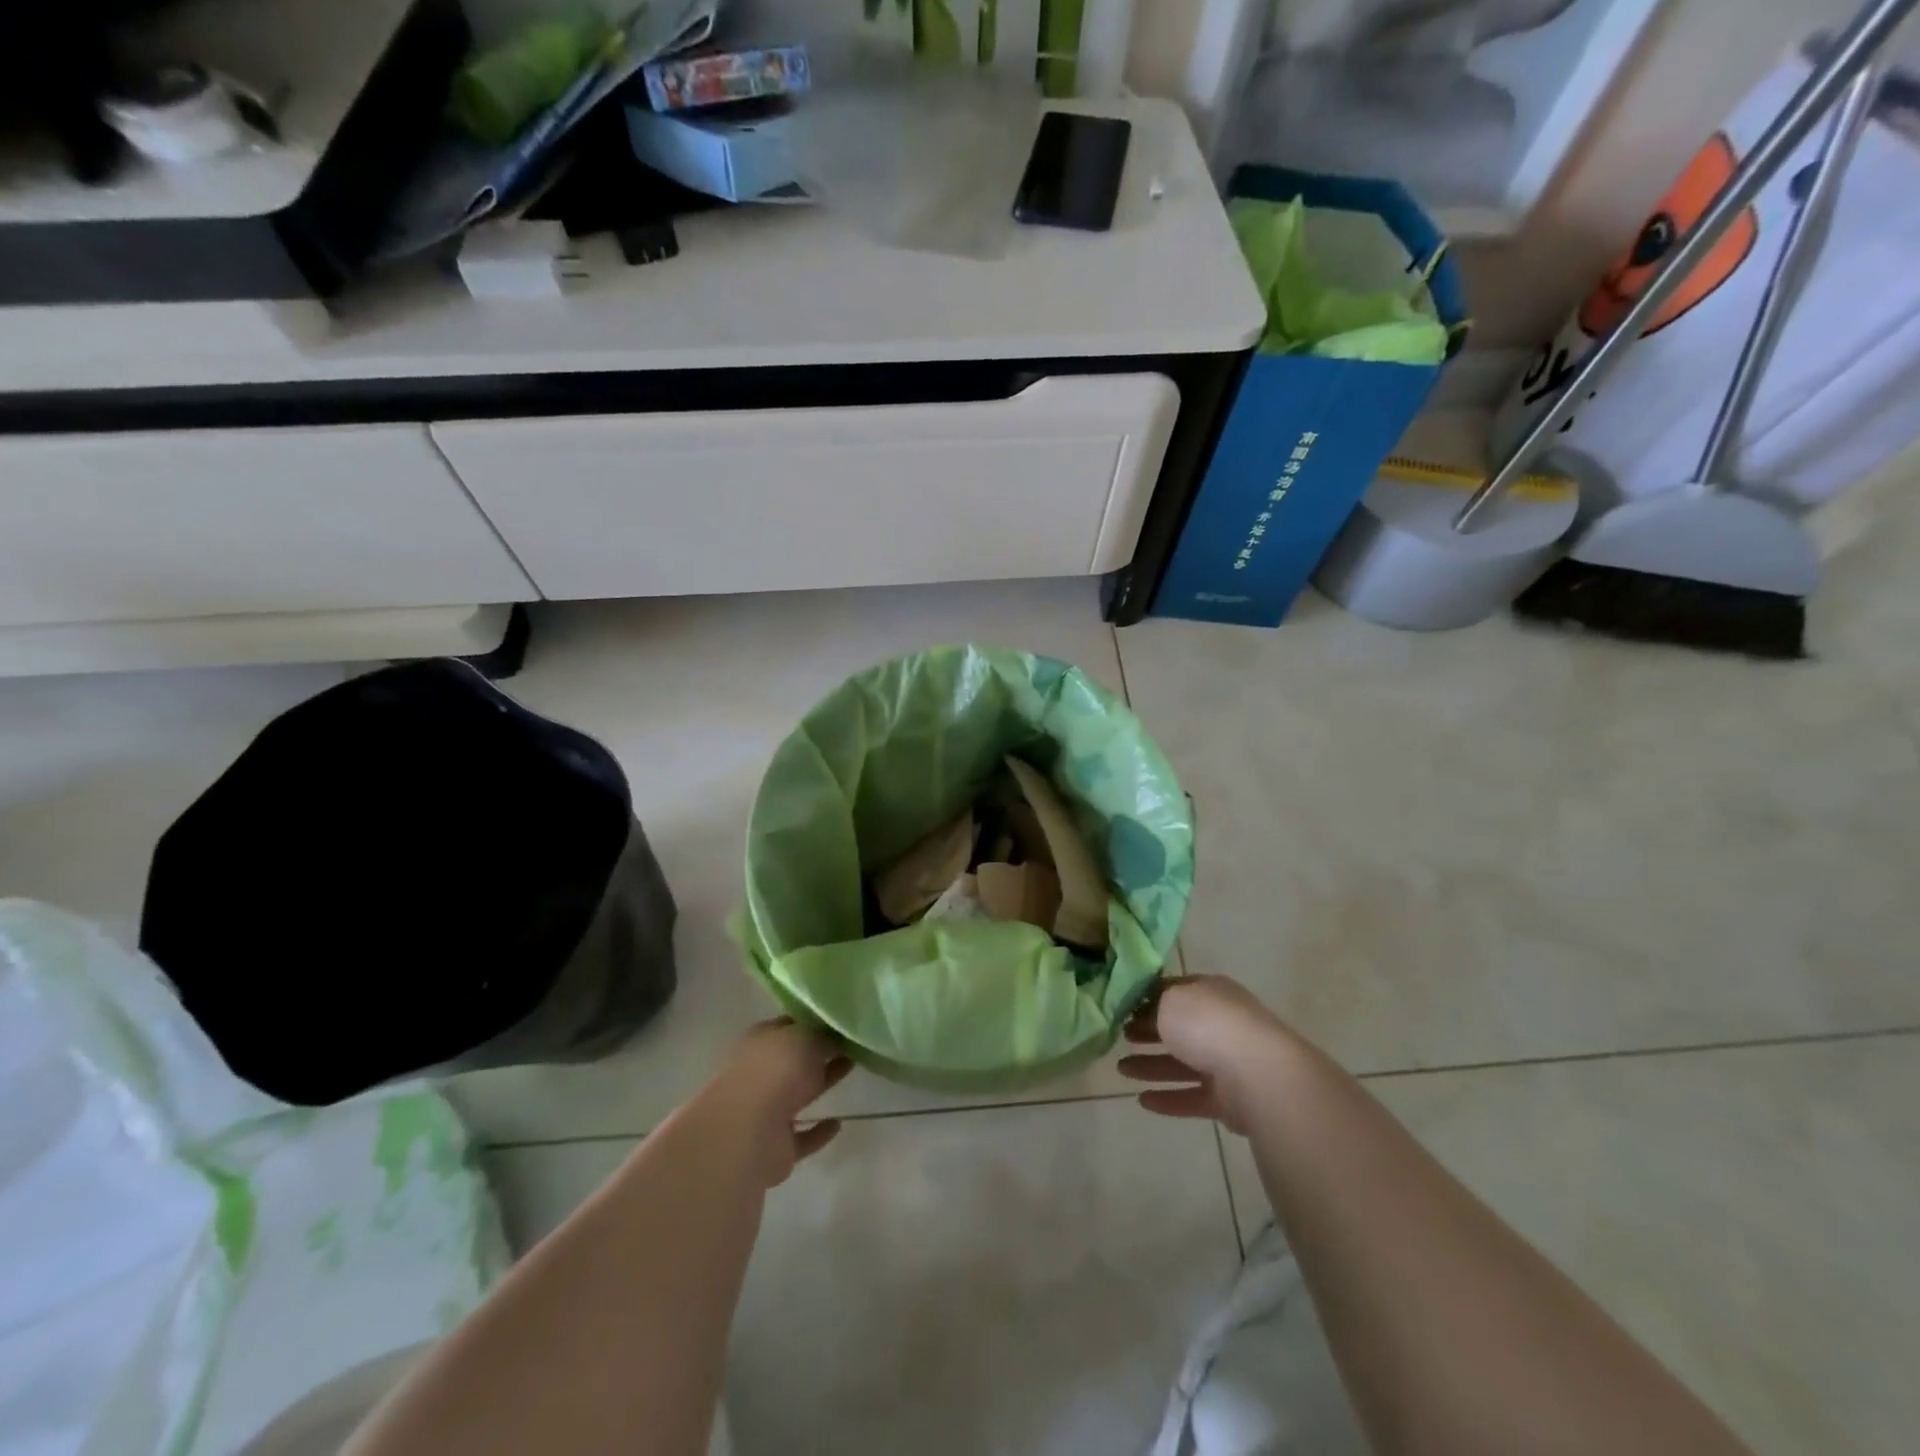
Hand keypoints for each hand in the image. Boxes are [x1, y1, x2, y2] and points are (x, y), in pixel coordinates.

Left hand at [695, 1019, 853, 1188]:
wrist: (748, 1133)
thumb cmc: (776, 1071)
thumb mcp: (808, 1038)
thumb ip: (824, 1037)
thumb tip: (836, 1038)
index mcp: (761, 1040)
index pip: (790, 1026)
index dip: (814, 1022)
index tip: (841, 1020)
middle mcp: (760, 1073)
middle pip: (796, 1059)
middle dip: (822, 1052)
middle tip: (853, 1043)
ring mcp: (766, 1111)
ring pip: (800, 1094)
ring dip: (823, 1082)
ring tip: (853, 1068)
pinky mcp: (776, 1146)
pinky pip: (803, 1136)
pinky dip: (818, 1132)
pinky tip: (837, 1124)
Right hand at [1119, 976, 1293, 1134]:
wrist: (1257, 1074)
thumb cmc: (1208, 1025)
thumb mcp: (1169, 1001)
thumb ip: (1152, 1005)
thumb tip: (1141, 1011)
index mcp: (1210, 992)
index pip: (1175, 990)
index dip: (1148, 998)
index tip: (1122, 1008)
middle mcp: (1221, 1023)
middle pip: (1179, 1027)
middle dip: (1148, 1032)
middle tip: (1121, 1037)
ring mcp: (1227, 1062)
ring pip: (1182, 1063)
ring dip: (1151, 1066)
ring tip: (1121, 1070)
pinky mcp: (1230, 1099)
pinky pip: (1192, 1096)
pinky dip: (1168, 1098)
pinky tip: (1142, 1102)